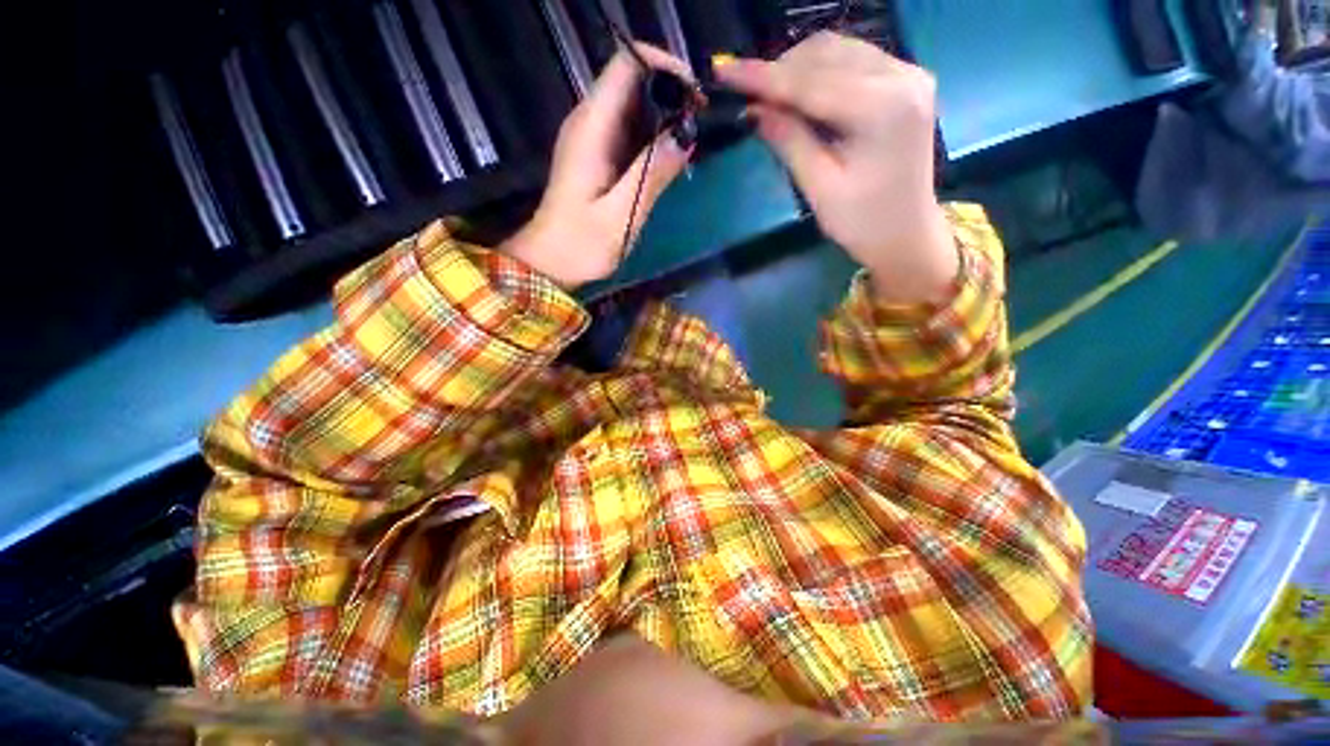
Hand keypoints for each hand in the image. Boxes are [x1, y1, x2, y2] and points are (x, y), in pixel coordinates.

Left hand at [503, 45, 694, 289]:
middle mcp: (589, 122)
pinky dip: (652, 136)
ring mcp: (591, 138)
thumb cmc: (581, 244)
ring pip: (632, 104)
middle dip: (670, 92)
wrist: (551, 263)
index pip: (626, 65)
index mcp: (592, 128)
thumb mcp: (621, 215)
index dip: (664, 67)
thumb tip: (685, 135)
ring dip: (664, 115)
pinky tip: (669, 158)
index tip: (695, 96)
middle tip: (700, 123)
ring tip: (691, 141)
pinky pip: (629, 130)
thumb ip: (651, 174)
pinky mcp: (596, 155)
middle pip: (632, 79)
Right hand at [716, 32, 956, 302]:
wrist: (906, 233)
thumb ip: (789, 142)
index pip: (812, 83)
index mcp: (885, 108)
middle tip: (746, 95)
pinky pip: (852, 61)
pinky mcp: (904, 82)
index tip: (724, 72)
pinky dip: (819, 73)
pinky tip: (799, 96)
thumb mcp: (820, 188)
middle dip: (781, 71)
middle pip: (827, 54)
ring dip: (798, 69)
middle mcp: (902, 77)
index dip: (764, 78)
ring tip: (769, 98)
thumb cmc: (863, 222)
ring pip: (838, 51)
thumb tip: (754, 110)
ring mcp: (907, 74)